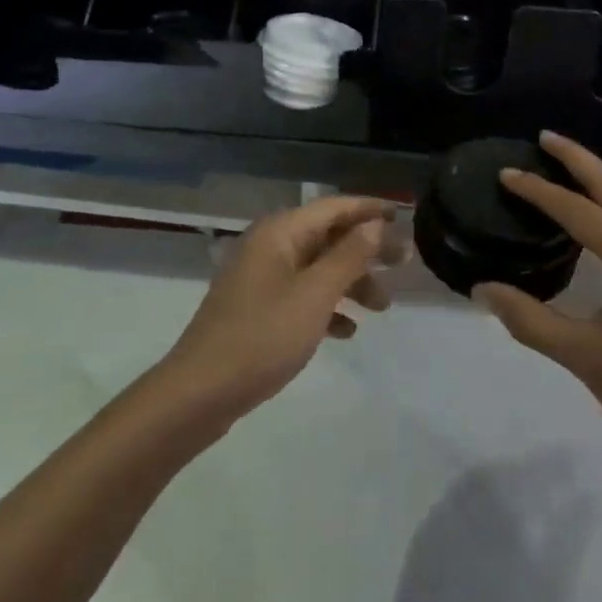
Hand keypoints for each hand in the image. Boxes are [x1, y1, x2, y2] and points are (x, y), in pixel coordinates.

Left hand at [162, 196, 393, 422]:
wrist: (197, 395)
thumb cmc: (262, 337)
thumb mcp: (315, 295)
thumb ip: (349, 257)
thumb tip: (375, 226)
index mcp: (280, 233)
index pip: (334, 207)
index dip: (370, 209)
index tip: (404, 217)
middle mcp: (269, 246)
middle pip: (327, 236)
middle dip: (365, 250)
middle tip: (403, 264)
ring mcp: (260, 279)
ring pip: (317, 268)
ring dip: (350, 281)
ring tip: (382, 306)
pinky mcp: (256, 309)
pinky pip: (301, 295)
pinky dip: (327, 306)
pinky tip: (347, 331)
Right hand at [473, 132, 601, 459]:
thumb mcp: (584, 356)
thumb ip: (530, 320)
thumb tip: (482, 289)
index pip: (576, 210)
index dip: (538, 191)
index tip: (506, 174)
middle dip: (577, 158)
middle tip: (544, 137)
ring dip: (598, 178)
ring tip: (566, 165)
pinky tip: (601, 211)